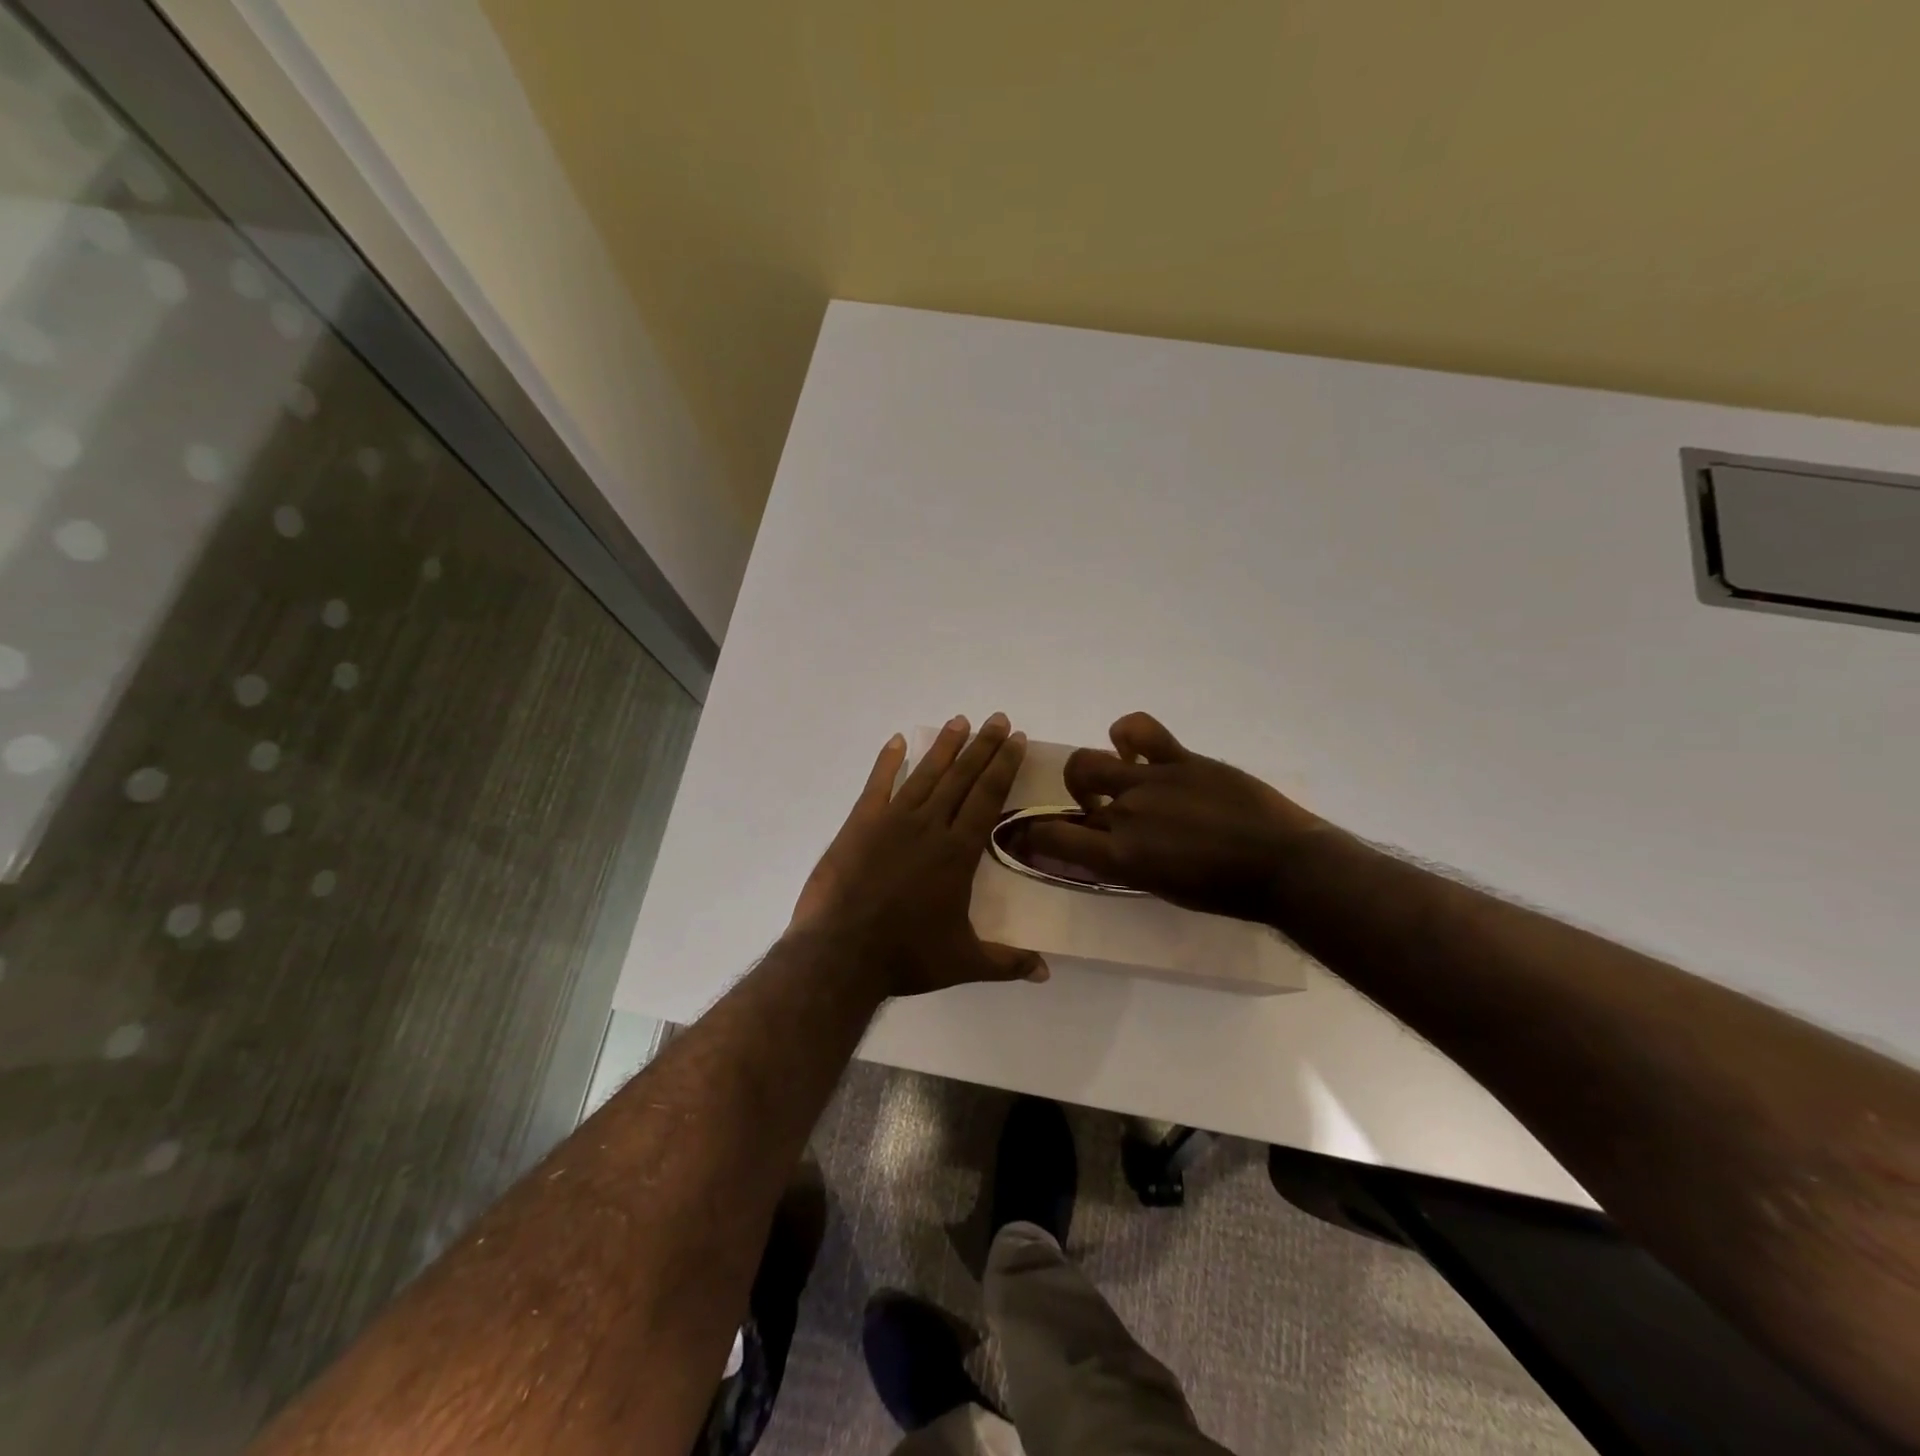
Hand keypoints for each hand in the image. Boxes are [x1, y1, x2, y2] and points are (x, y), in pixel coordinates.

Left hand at [789, 713, 1048, 998]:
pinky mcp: (859, 825)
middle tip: (997, 718)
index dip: (1003, 766)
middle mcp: (929, 826)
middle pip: (961, 777)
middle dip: (983, 746)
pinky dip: (887, 761)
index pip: (987, 797)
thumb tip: (1047, 973)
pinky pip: (877, 784)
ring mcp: (892, 821)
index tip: (1015, 739)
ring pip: (924, 774)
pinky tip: (897, 740)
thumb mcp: (964, 962)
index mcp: (958, 852)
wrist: (841, 954)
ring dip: (944, 746)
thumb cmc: (906, 956)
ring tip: (960, 721)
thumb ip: (1007, 962)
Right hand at [1024, 712, 1325, 922]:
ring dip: (1092, 772)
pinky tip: (1132, 748)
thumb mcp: (1163, 888)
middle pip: (1074, 792)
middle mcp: (1125, 813)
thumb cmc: (1226, 892)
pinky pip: (1139, 729)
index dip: (1033, 834)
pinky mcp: (1180, 759)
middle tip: (1097, 811)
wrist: (1283, 865)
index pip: (1052, 837)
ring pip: (1091, 760)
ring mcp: (1151, 780)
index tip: (1035, 834)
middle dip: (1076, 800)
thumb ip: (1127, 865)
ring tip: (1114, 779)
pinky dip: (1126, 734)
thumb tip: (1106, 849)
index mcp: (1120, 856)